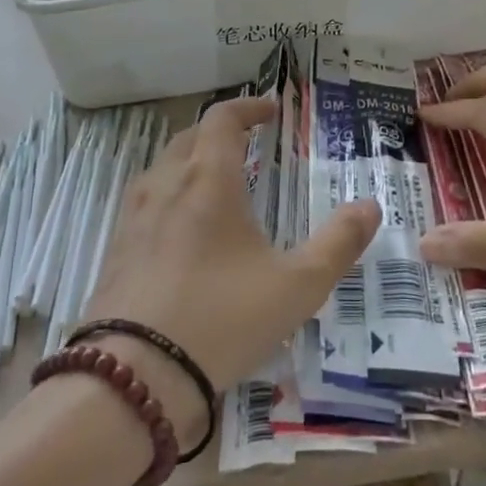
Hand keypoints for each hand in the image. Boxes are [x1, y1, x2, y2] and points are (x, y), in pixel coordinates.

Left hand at [83, 96, 379, 432]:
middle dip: (220, 132)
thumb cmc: (222, 319)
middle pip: (189, 137)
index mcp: (208, 180)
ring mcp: (133, 218)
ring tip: (217, 184)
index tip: (272, 110)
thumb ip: (338, 243)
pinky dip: (169, 196)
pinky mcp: (115, 251)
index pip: (222, 118)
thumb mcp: (297, 286)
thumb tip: (371, 206)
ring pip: (162, 168)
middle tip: (248, 143)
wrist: (133, 379)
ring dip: (191, 161)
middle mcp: (165, 185)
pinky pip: (145, 203)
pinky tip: (182, 232)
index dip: (248, 107)